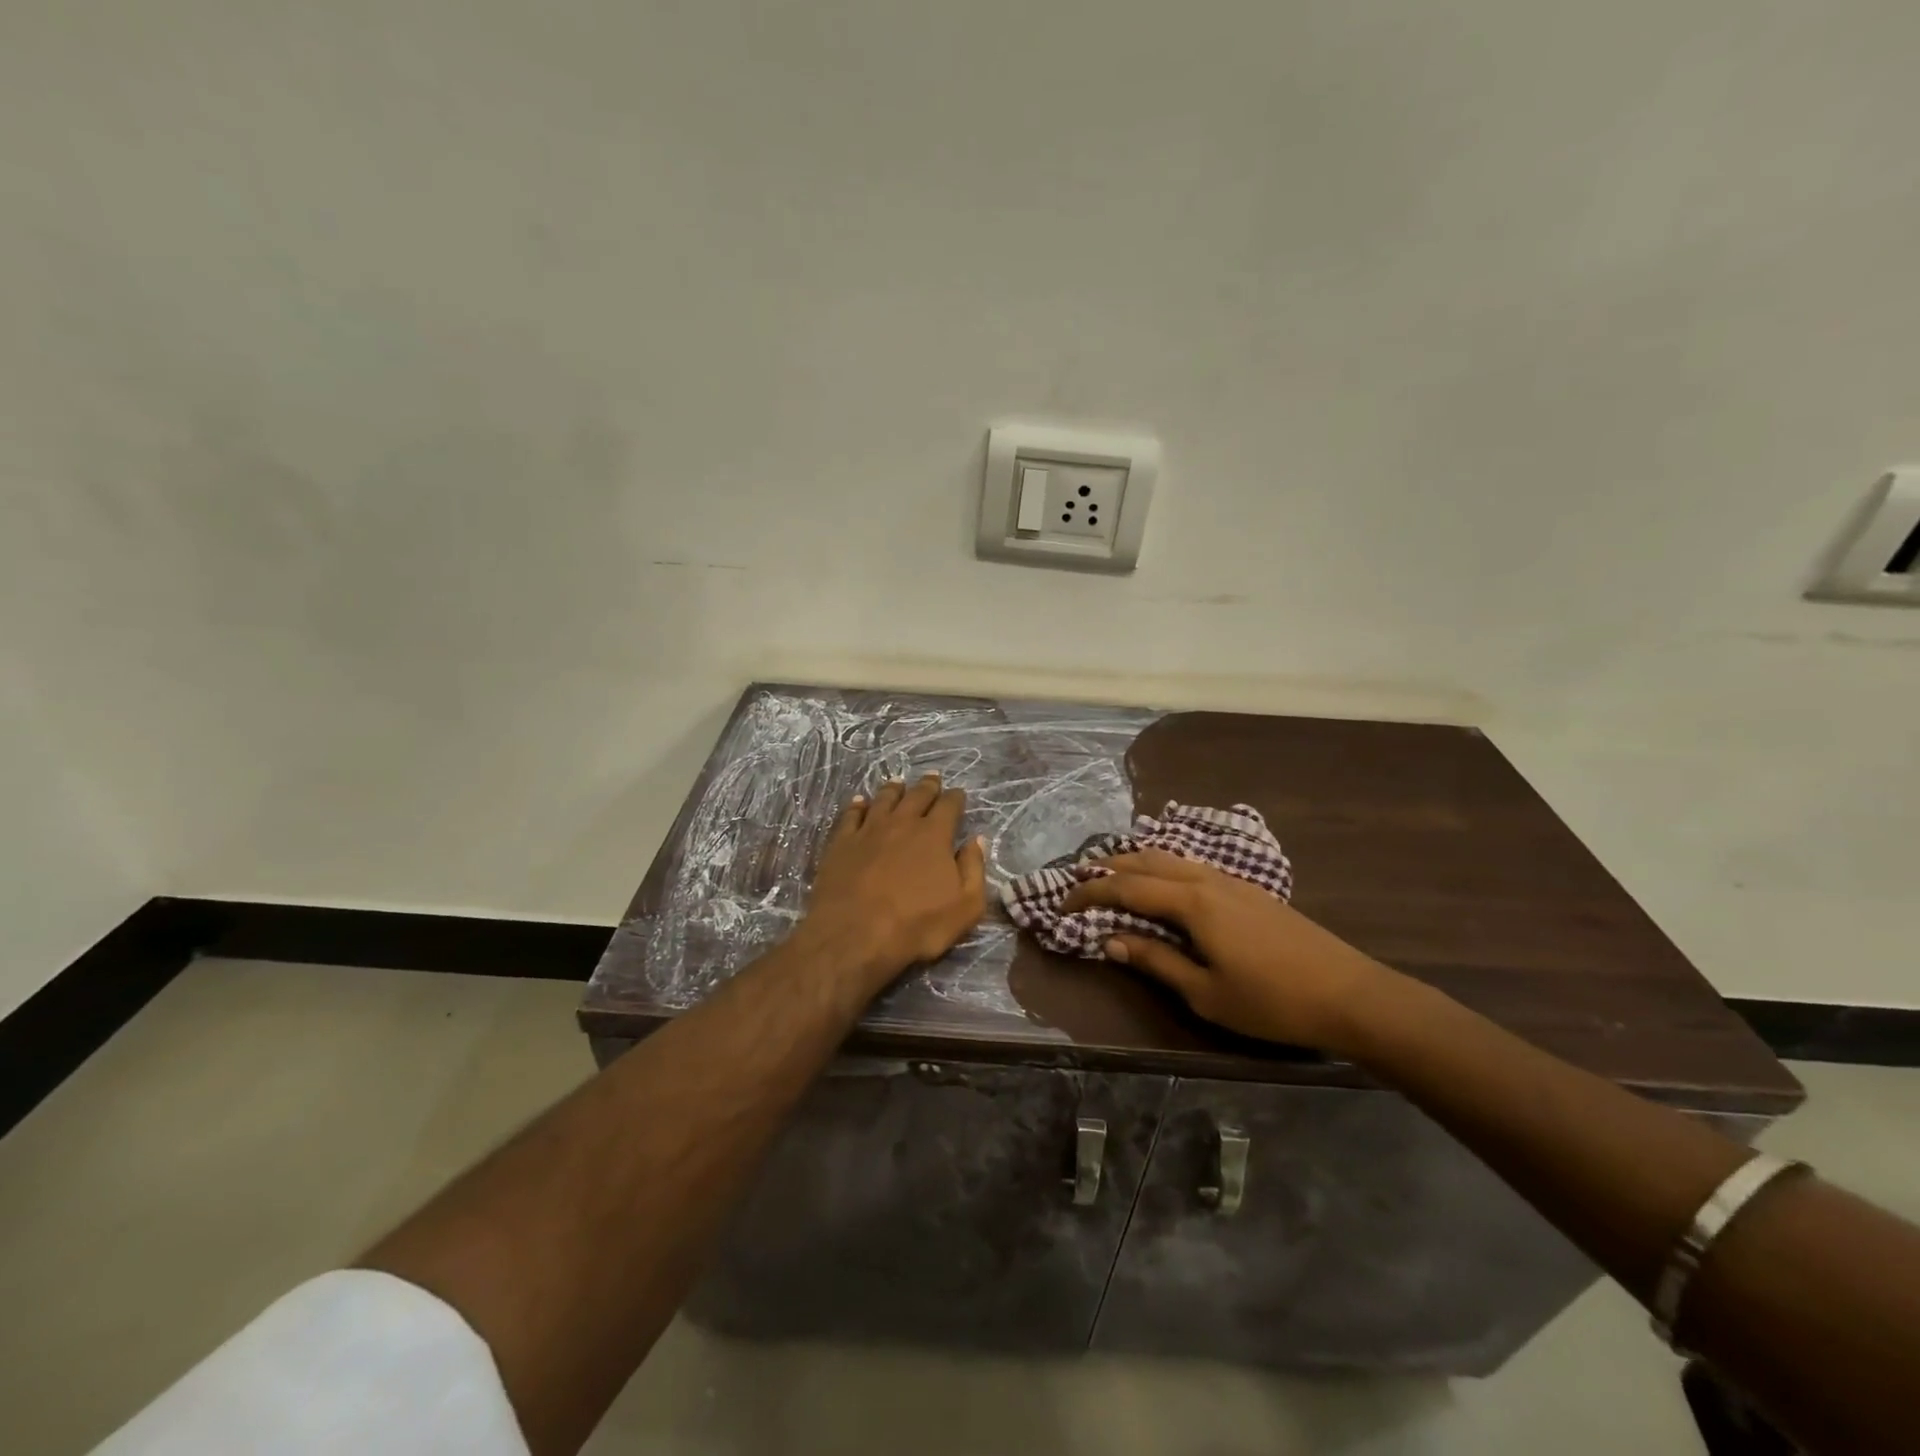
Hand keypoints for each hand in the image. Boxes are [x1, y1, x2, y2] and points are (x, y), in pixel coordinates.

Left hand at [800, 774, 987, 990]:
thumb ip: (974, 869)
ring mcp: (868, 830)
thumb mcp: (965, 906)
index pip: (949, 806)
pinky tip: (860, 801)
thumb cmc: (917, 925)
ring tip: (898, 782)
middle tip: (933, 777)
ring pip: (884, 799)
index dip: (956, 798)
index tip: (959, 793)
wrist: (855, 935)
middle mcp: (902, 823)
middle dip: (928, 786)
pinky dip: (858, 805)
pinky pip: (851, 815)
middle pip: (917, 796)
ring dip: (894, 789)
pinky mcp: (841, 842)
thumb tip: (976, 840)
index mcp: (934, 835)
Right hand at [1060, 849, 1396, 1052]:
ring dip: (1134, 862)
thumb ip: (1155, 960)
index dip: (1089, 892)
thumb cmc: (1272, 1001)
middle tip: (1077, 881)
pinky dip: (1162, 867)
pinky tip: (1161, 883)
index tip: (1061, 903)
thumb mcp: (1205, 992)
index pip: (1126, 886)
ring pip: (1170, 857)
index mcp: (1192, 902)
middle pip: (1145, 859)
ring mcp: (1231, 880)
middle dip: (1107, 867)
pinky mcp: (1248, 889)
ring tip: (1110, 876)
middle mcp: (1207, 879)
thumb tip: (1110, 940)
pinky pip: (1191, 865)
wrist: (1351, 994)